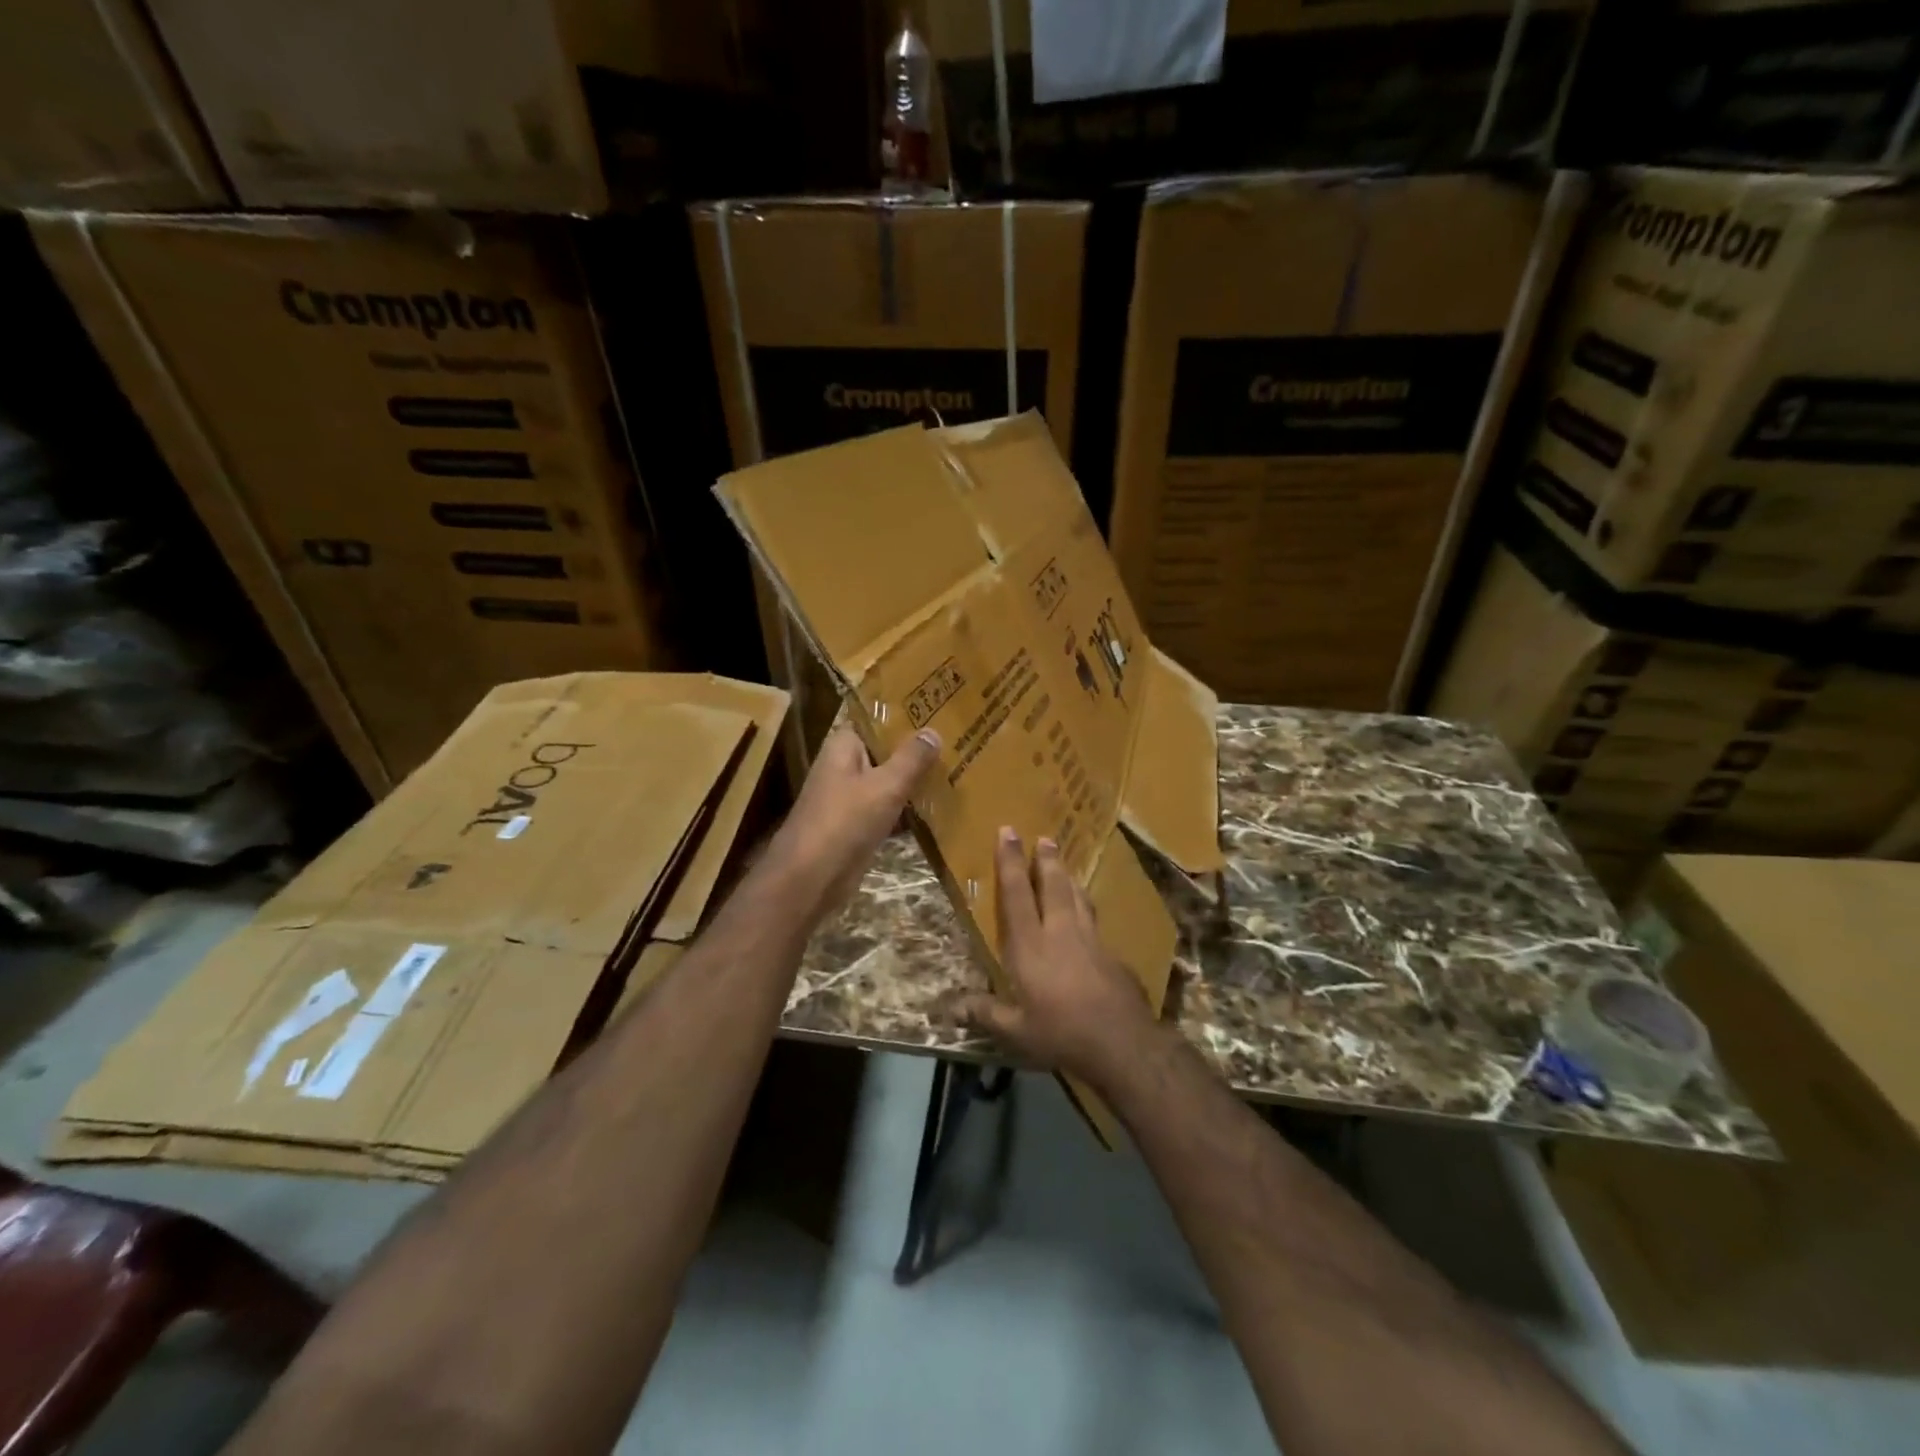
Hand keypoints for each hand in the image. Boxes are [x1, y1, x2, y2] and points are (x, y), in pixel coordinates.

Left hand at [769, 725, 940, 912]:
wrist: (810, 879)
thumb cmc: (845, 822)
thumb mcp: (886, 786)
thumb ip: (911, 758)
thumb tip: (933, 731)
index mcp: (844, 746)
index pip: (876, 720)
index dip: (905, 715)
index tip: (939, 711)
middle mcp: (845, 766)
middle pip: (885, 751)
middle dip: (917, 750)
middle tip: (959, 741)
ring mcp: (850, 798)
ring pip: (889, 782)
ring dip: (915, 781)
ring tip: (957, 770)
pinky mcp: (858, 826)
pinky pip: (888, 810)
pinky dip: (908, 810)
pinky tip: (939, 807)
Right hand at [963, 827, 1160, 1086]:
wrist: (1122, 1043)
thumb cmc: (1061, 1034)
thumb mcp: (1015, 1031)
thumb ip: (984, 1013)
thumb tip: (950, 1007)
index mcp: (1030, 946)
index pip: (1016, 894)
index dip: (1010, 862)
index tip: (1008, 832)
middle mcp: (1060, 933)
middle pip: (1052, 886)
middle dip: (1046, 860)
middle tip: (1044, 838)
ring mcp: (1091, 941)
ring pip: (1078, 898)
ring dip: (1068, 878)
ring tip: (1064, 865)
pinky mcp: (1113, 955)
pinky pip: (1095, 920)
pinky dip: (1087, 907)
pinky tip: (1088, 915)